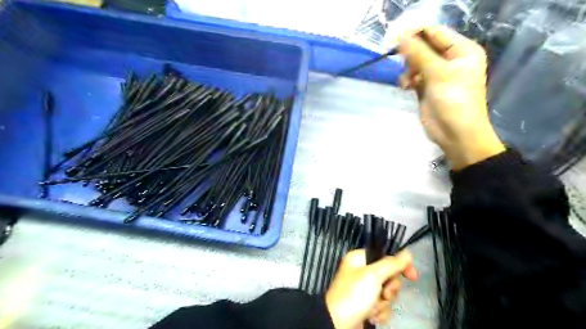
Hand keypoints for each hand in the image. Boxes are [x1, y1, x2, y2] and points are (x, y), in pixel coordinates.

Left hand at [325, 249, 415, 327]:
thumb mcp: (373, 276)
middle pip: (388, 276)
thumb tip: (407, 253)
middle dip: (388, 289)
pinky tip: (370, 316)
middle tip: (383, 294)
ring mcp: (364, 289)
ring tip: (371, 308)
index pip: (385, 256)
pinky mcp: (366, 304)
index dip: (400, 265)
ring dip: (383, 303)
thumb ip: (391, 264)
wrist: (338, 324)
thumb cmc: (354, 295)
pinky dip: (379, 312)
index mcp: (359, 259)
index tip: (412, 276)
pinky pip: (382, 305)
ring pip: (386, 292)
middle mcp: (361, 271)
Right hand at [400, 26, 505, 168]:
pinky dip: (407, 79)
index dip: (415, 33)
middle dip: (410, 54)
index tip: (393, 37)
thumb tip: (400, 36)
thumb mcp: (438, 74)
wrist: (455, 135)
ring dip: (408, 69)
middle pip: (424, 47)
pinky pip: (413, 76)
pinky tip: (406, 86)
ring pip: (416, 62)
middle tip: (400, 61)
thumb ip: (419, 54)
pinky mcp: (427, 88)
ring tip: (407, 81)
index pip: (435, 33)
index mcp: (461, 51)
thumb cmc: (454, 102)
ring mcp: (437, 74)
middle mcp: (450, 60)